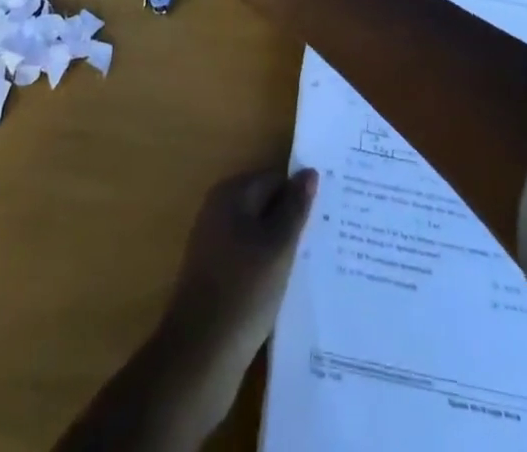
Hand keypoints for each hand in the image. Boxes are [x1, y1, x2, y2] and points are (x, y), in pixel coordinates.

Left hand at [51, 166, 317, 451]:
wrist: (199, 355)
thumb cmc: (243, 290)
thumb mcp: (278, 246)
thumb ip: (295, 208)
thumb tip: (309, 172)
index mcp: (230, 193)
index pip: (275, 179)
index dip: (300, 195)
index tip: (327, 216)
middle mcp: (218, 210)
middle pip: (264, 204)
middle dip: (291, 220)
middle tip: (325, 240)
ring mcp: (213, 244)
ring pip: (258, 234)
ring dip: (280, 246)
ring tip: (312, 264)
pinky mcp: (215, 275)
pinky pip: (248, 258)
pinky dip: (267, 267)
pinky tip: (286, 287)